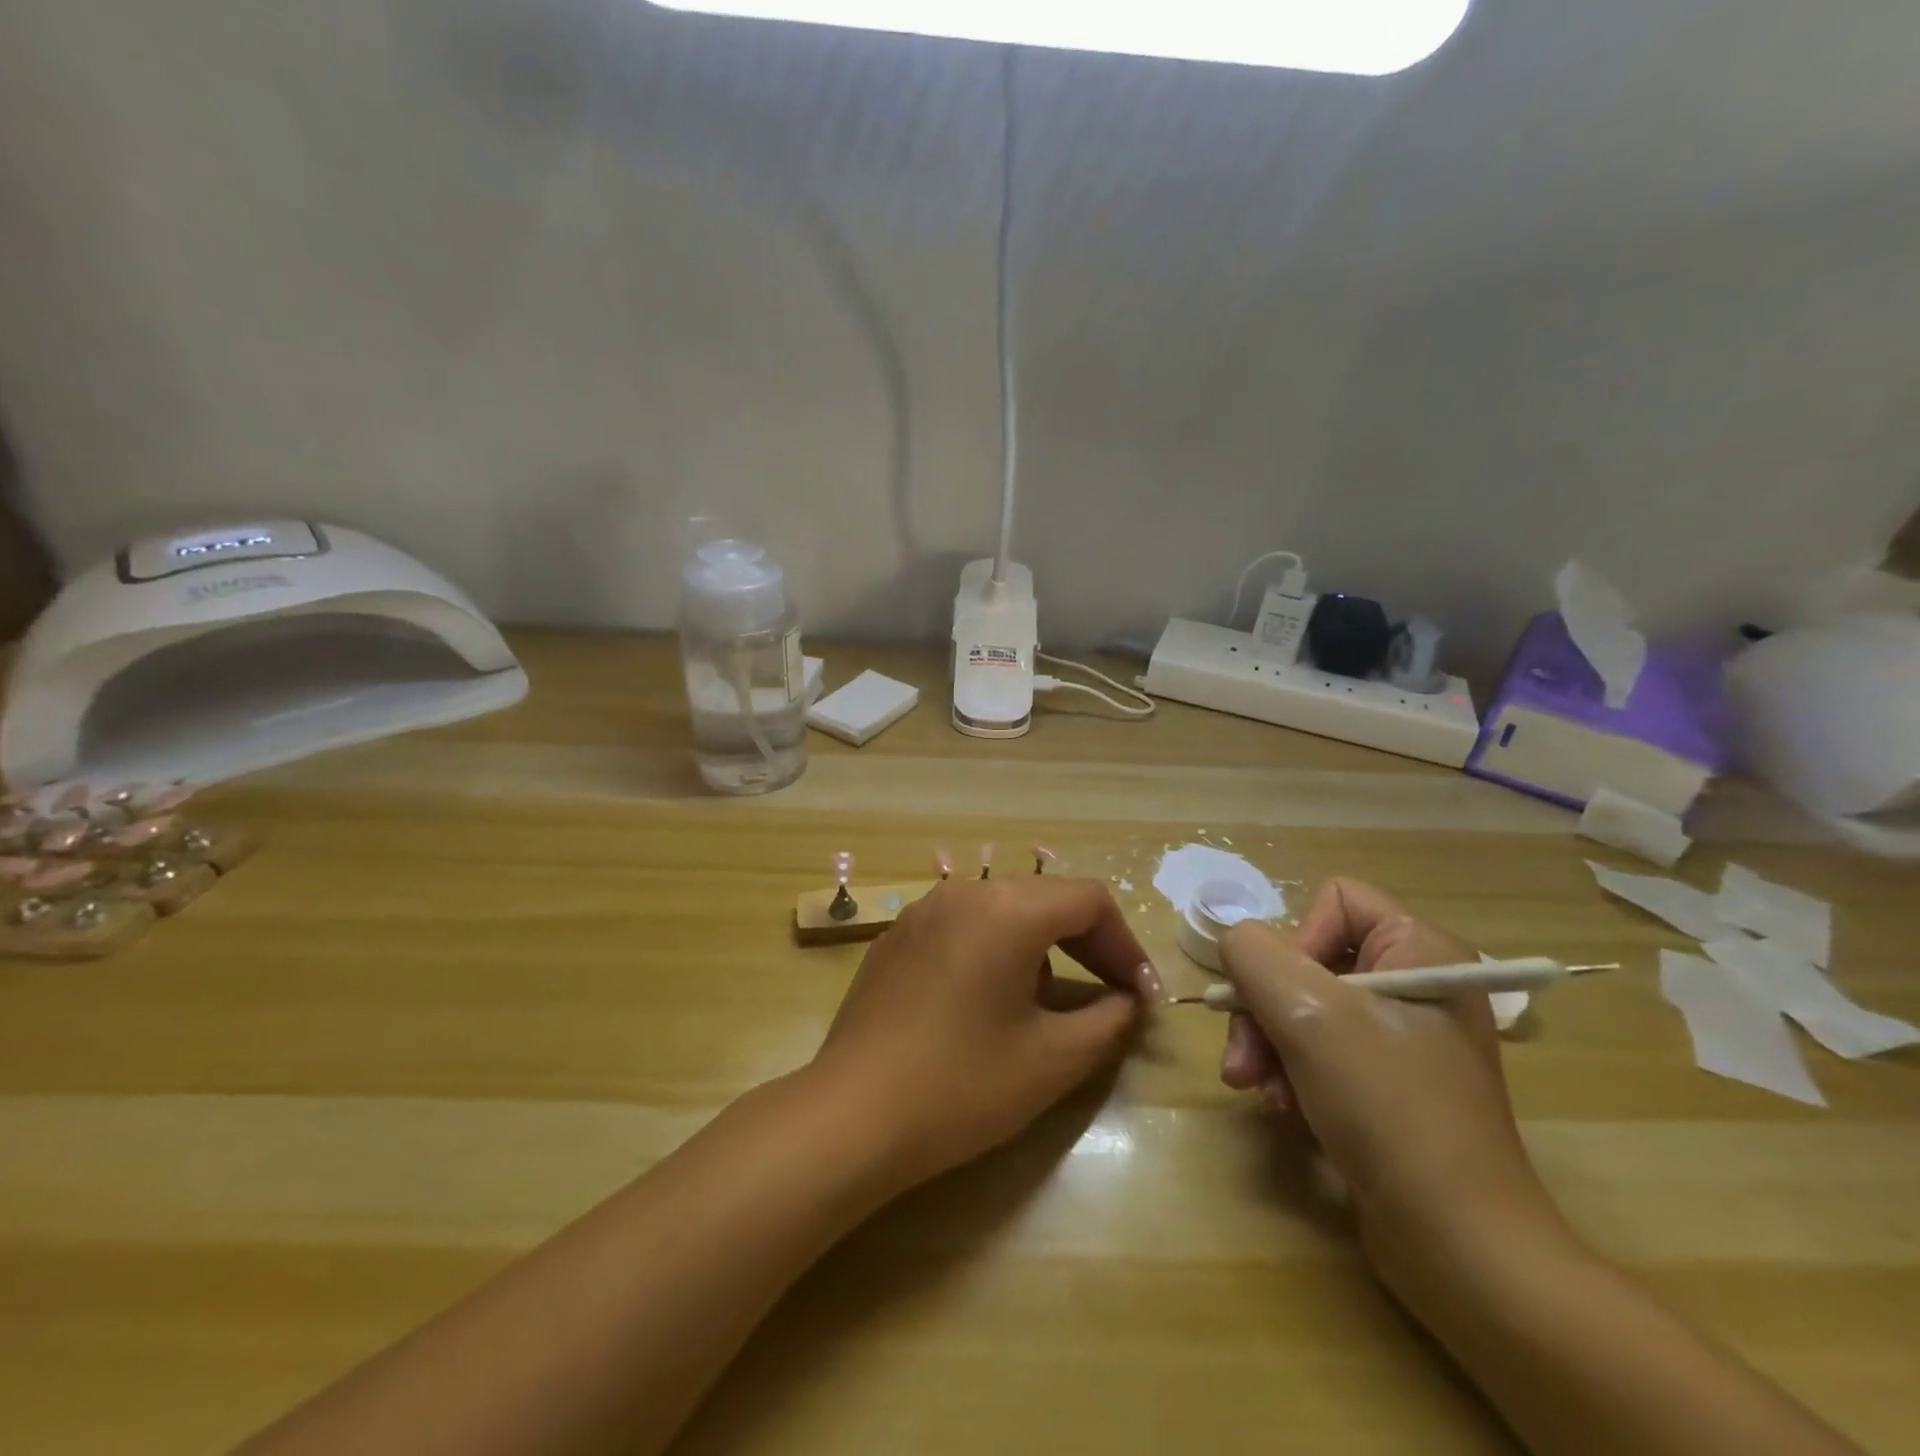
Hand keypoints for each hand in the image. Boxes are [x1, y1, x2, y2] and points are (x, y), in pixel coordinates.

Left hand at [810, 876, 1157, 1191]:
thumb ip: (1108, 1021)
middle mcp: (965, 892)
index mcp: (1008, 909)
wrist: (851, 1115)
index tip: (1141, 995)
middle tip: (1112, 994)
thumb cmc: (962, 1085)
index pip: (1089, 900)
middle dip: (1088, 943)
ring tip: (1050, 1001)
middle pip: (1046, 898)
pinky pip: (963, 926)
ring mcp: (923, 910)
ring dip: (1042, 945)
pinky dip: (995, 949)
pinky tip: (989, 1000)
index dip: (1126, 944)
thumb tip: (1128, 1001)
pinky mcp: (896, 937)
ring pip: (1004, 909)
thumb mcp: (1053, 1060)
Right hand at [1216, 878, 1567, 1286]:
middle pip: (1308, 959)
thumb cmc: (1388, 1108)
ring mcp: (1403, 1037)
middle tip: (1243, 1060)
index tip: (1284, 997)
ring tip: (1259, 1091)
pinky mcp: (1388, 1084)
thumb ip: (1253, 954)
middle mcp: (1415, 983)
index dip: (1295, 940)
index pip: (1333, 900)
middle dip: (1265, 1009)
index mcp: (1420, 950)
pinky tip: (1285, 1111)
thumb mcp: (1308, 1014)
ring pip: (1303, 1008)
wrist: (1459, 1246)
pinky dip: (1291, 1075)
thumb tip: (1234, 942)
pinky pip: (1319, 1051)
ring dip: (1269, 1046)